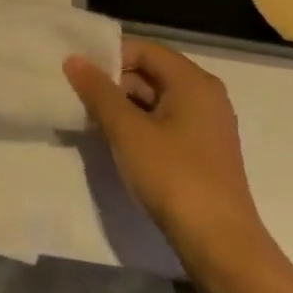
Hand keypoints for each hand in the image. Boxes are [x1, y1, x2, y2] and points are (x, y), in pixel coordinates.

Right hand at [64, 39, 269, 267]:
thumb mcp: (127, 130)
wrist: (218, 242)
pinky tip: (112, 140)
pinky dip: (136, 125)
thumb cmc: (173, 175)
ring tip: (87, 118)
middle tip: (75, 95)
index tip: (76, 72)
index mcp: (193, 82)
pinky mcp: (200, 151)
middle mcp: (204, 96)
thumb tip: (73, 59)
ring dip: (121, 105)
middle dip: (112, 82)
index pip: (144, 50)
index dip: (108, 56)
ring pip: (154, 100)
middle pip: (150, 72)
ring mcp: (205, 125)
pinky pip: (162, 123)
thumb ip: (98, 91)